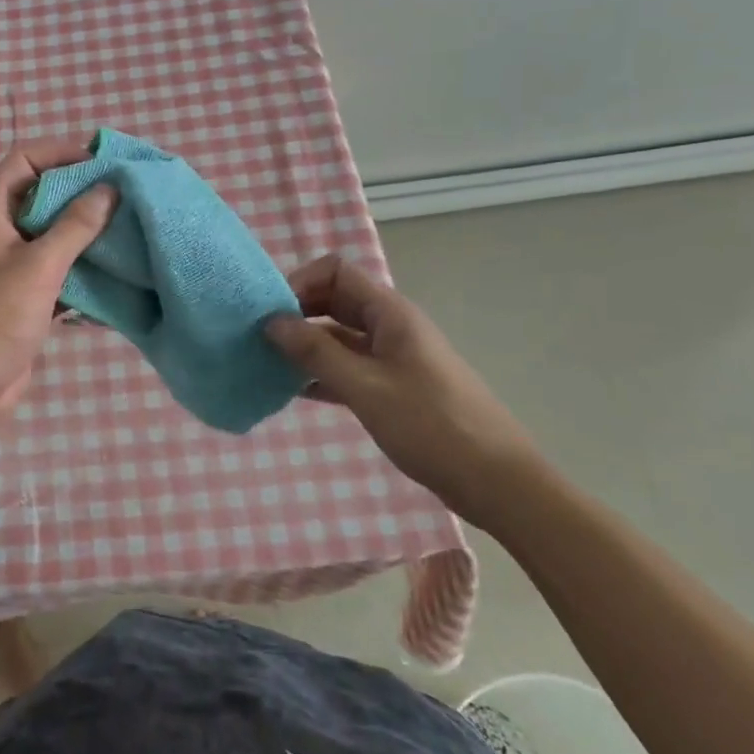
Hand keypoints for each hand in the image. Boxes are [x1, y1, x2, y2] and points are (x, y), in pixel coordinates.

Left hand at [0, 140, 116, 417]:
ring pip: (50, 236)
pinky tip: (113, 272)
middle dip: (80, 193)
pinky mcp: (21, 297)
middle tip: (125, 194)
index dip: (60, 152)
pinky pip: (54, 271)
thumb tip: (109, 189)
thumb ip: (75, 226)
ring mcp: (7, 266)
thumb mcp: (38, 266)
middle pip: (40, 196)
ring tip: (127, 229)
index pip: (24, 160)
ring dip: (84, 233)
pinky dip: (79, 268)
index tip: (102, 161)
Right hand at [265, 255, 542, 532]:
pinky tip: (290, 389)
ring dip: (304, 345)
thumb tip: (271, 321)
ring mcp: (391, 358)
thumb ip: (316, 352)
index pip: (336, 272)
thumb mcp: (365, 387)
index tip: (269, 311)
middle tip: (258, 336)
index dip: (300, 282)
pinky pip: (346, 367)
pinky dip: (319, 373)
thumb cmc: (431, 426)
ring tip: (265, 362)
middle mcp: (389, 327)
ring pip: (337, 337)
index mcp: (389, 313)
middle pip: (333, 301)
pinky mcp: (391, 387)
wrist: (496, 482)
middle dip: (296, 312)